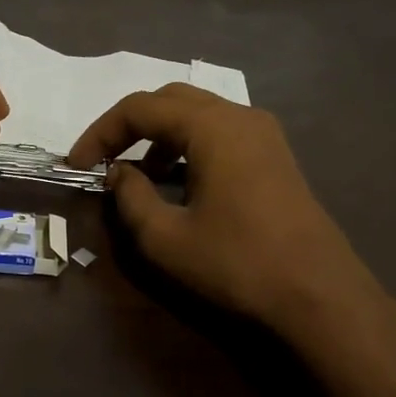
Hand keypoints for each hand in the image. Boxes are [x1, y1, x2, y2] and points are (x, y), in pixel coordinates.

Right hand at [67, 84, 395, 337]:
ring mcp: (264, 135)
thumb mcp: (166, 238)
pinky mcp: (275, 157)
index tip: (76, 165)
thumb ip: (130, 198)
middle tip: (102, 160)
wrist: (319, 295)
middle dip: (129, 126)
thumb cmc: (237, 264)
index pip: (140, 108)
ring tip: (136, 176)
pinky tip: (177, 183)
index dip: (101, 132)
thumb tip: (117, 173)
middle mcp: (240, 117)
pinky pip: (220, 134)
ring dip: (159, 137)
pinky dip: (188, 147)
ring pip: (198, 115)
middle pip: (170, 100)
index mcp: (212, 127)